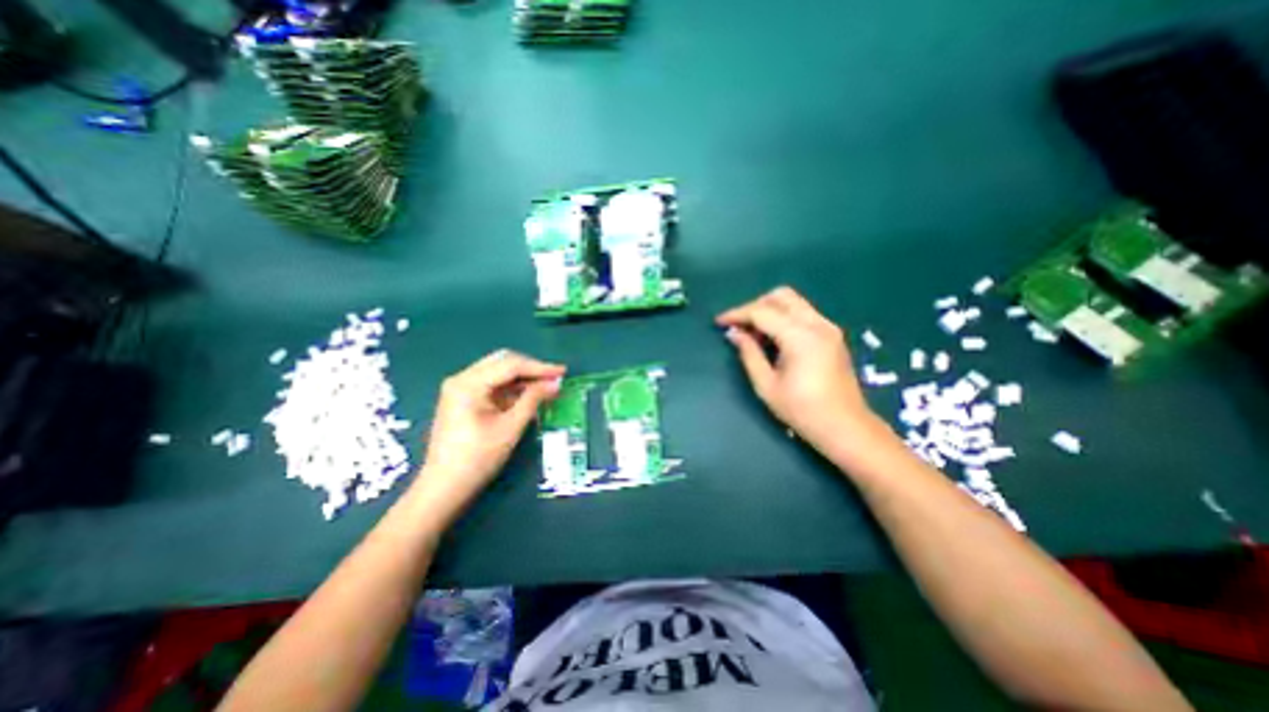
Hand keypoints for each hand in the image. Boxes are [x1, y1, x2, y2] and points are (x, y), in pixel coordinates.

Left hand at [417, 351, 565, 507]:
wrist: (444, 488)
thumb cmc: (477, 459)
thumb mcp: (510, 427)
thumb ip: (533, 400)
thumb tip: (555, 383)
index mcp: (469, 384)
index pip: (511, 365)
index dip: (539, 367)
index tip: (563, 372)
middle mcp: (462, 379)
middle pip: (503, 362)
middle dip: (531, 369)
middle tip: (555, 378)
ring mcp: (461, 389)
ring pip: (499, 372)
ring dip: (523, 378)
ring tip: (547, 386)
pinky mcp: (464, 399)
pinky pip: (493, 385)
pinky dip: (512, 388)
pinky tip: (529, 395)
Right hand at [717, 288, 879, 448]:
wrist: (846, 427)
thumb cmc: (802, 411)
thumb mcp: (766, 385)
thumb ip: (748, 354)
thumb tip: (733, 333)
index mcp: (800, 337)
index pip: (762, 312)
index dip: (737, 314)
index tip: (719, 322)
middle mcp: (817, 324)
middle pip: (781, 296)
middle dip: (755, 306)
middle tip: (739, 326)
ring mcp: (828, 327)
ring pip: (793, 302)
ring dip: (770, 310)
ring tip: (754, 335)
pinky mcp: (833, 334)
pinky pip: (803, 313)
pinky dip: (784, 317)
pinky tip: (774, 339)